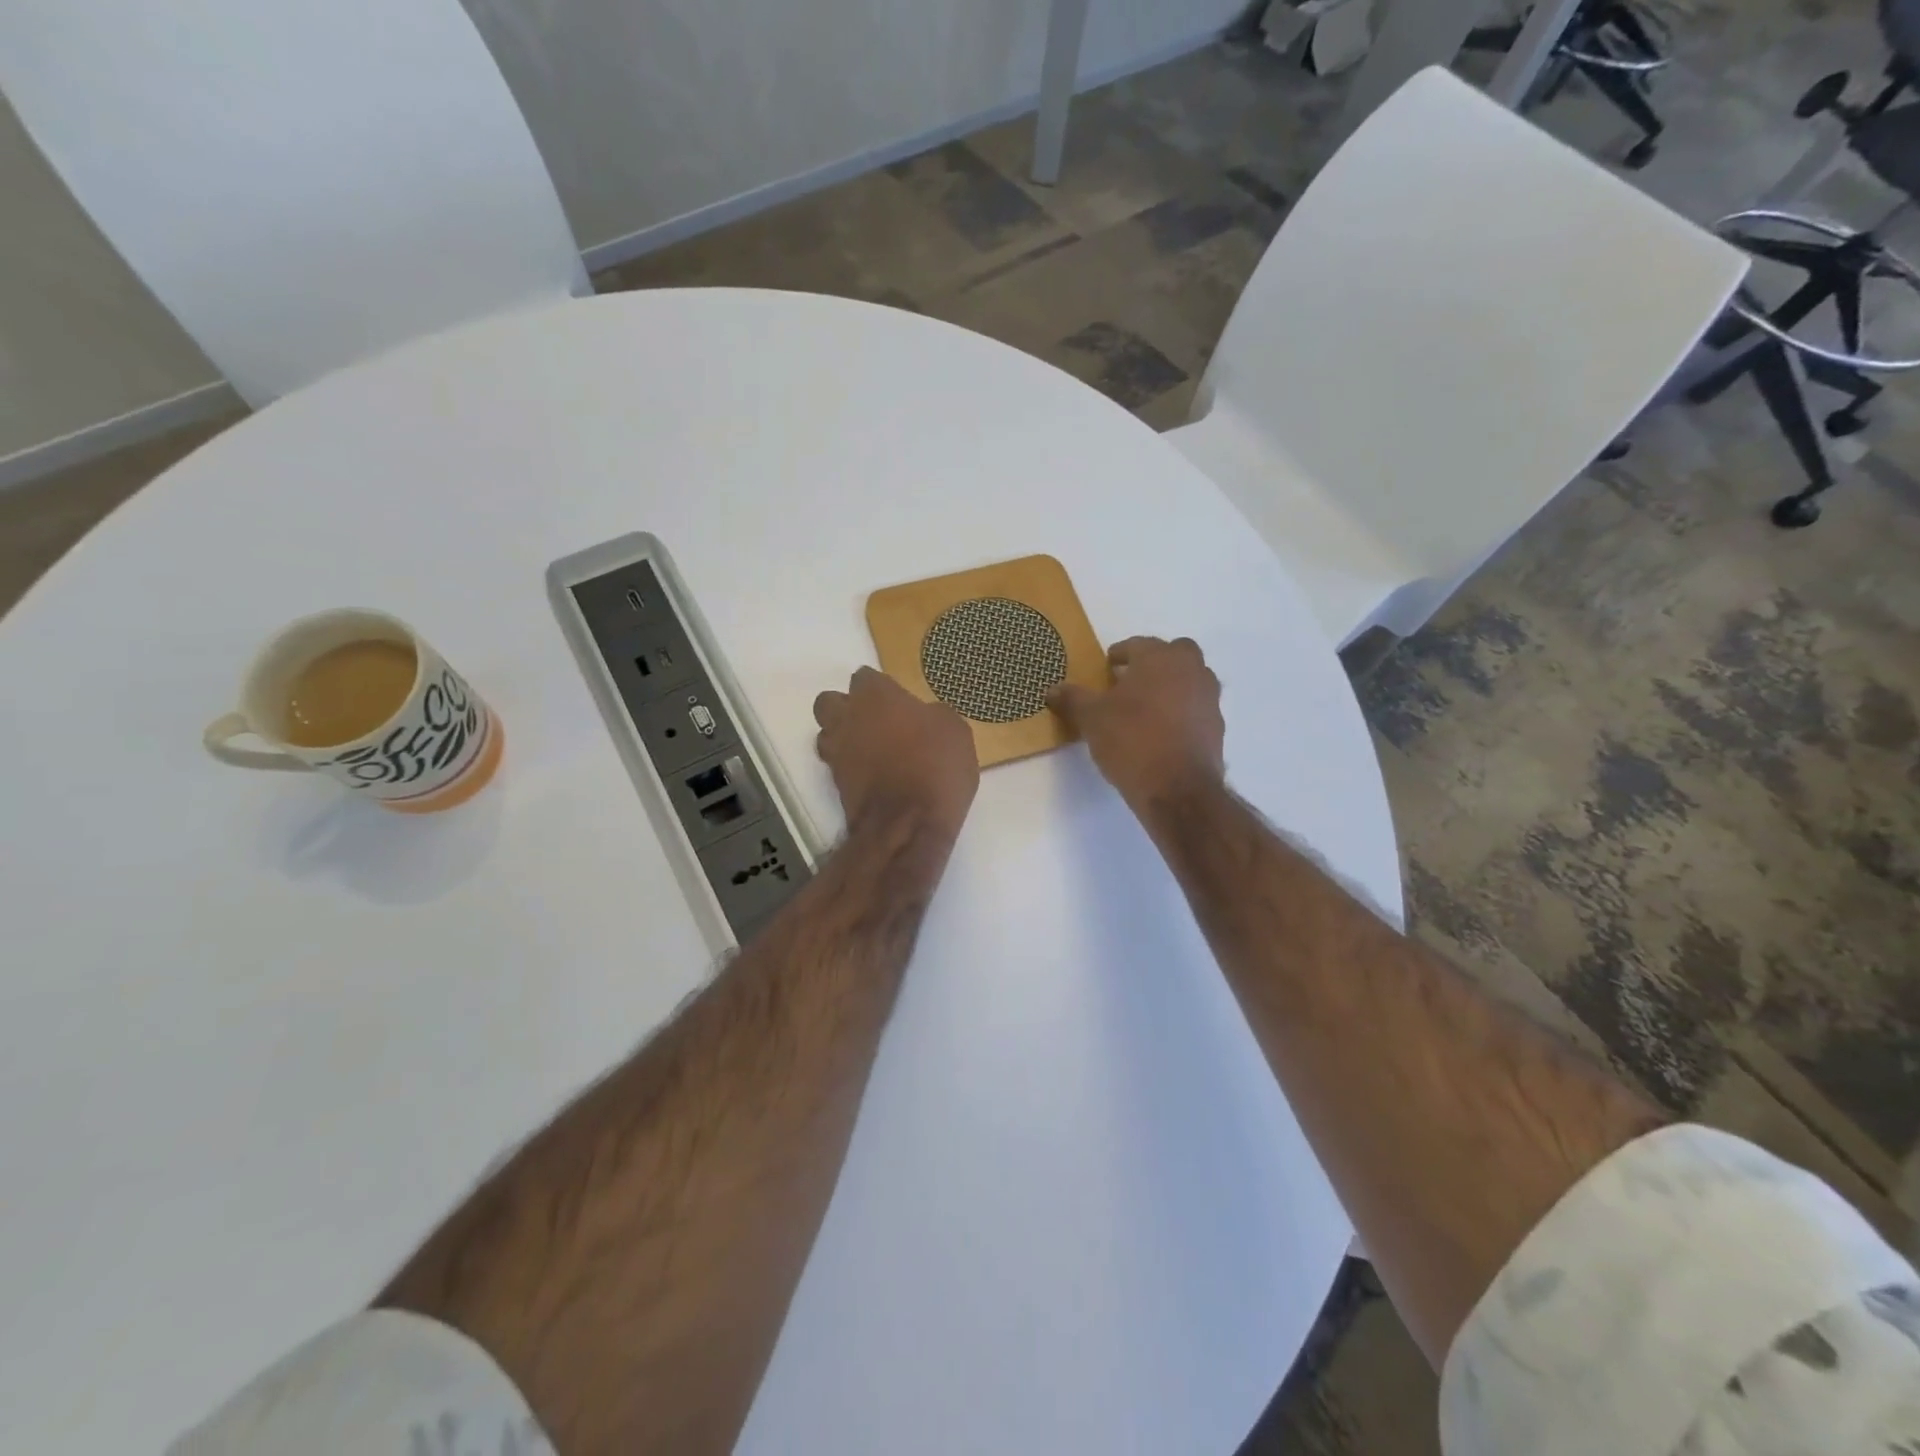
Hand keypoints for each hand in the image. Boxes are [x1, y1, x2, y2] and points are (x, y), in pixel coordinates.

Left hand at [814, 668, 978, 840]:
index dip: (881, 689)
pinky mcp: (834, 785)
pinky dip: (850, 768)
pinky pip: (837, 766)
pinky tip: (874, 776)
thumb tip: (924, 718)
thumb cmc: (934, 767)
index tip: (899, 702)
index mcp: (875, 696)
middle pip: (831, 702)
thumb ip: (933, 715)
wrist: (906, 826)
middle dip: (848, 708)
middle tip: (877, 722)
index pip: (865, 677)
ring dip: (843, 738)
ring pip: (827, 734)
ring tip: (872, 751)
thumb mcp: (955, 731)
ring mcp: (835, 753)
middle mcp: (846, 718)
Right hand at [1047, 636, 1223, 813]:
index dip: (1119, 654)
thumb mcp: (1091, 719)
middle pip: (1175, 654)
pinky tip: (1161, 733)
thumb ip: (1072, 699)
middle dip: (1154, 663)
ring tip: (1145, 709)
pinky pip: (1196, 709)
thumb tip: (1052, 690)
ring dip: (1171, 686)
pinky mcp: (1217, 728)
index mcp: (1161, 658)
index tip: (1107, 668)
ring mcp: (1209, 699)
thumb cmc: (1131, 740)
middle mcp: (1192, 670)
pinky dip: (1181, 713)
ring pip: (1190, 680)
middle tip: (1130, 681)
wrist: (1177, 789)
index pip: (1138, 644)